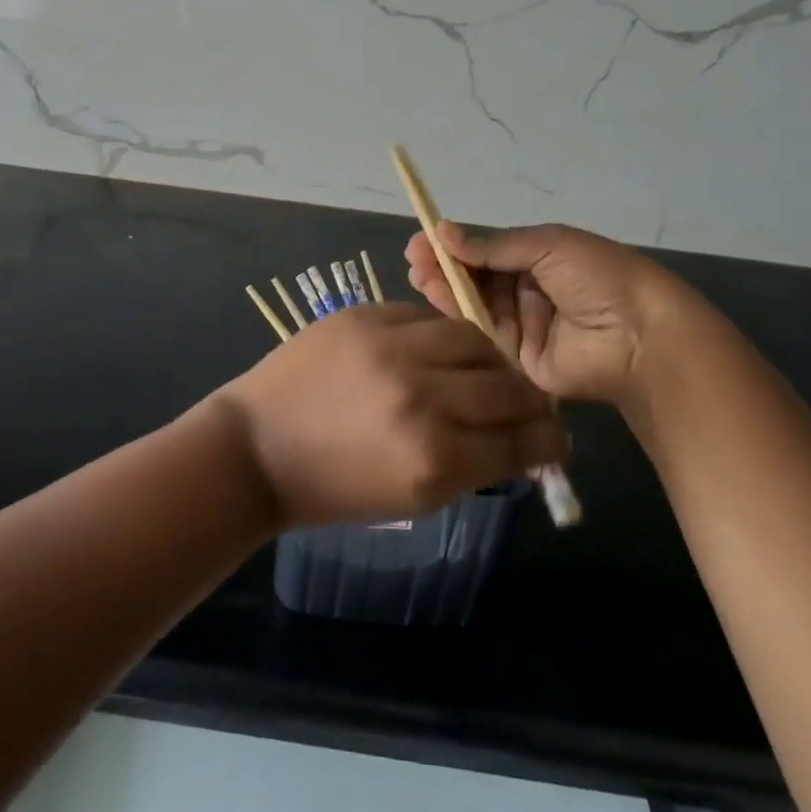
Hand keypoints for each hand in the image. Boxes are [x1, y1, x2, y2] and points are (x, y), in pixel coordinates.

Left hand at [214, 304, 568, 528]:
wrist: (258, 445)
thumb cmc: (332, 487)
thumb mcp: (410, 496)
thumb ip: (470, 466)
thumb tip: (516, 441)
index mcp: (433, 458)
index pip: (517, 442)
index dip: (545, 443)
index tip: (553, 441)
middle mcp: (419, 396)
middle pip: (504, 385)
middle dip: (529, 400)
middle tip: (528, 404)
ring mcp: (389, 346)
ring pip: (472, 337)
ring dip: (490, 357)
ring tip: (487, 370)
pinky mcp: (363, 315)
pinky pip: (424, 315)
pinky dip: (440, 335)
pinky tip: (438, 349)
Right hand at [405, 221, 705, 404]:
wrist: (641, 336)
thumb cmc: (598, 277)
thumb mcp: (547, 246)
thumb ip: (494, 245)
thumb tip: (444, 231)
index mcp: (538, 259)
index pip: (486, 251)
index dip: (454, 246)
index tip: (422, 241)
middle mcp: (527, 292)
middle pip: (476, 280)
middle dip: (445, 269)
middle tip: (414, 261)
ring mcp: (523, 327)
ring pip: (476, 308)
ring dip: (447, 292)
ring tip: (420, 277)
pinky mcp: (519, 362)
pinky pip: (485, 340)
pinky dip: (461, 323)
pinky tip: (438, 306)